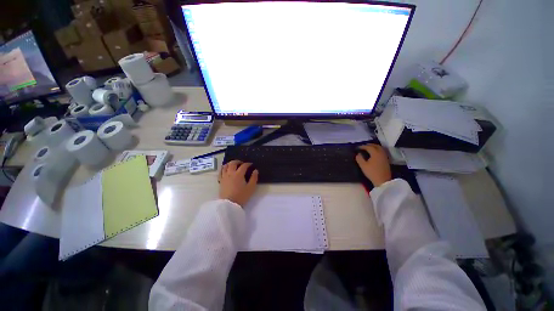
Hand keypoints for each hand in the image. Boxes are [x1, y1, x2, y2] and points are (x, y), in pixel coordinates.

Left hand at [218, 160, 258, 206]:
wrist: (229, 205)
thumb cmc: (241, 196)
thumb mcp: (251, 188)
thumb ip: (254, 178)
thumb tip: (255, 170)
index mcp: (239, 174)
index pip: (244, 166)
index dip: (248, 164)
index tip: (251, 165)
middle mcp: (230, 173)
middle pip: (233, 163)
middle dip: (238, 161)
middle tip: (242, 163)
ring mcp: (224, 177)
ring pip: (225, 166)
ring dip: (230, 164)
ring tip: (234, 165)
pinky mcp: (220, 181)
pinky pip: (221, 172)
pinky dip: (224, 169)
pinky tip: (226, 170)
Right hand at [355, 144, 391, 186]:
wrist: (383, 180)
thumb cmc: (372, 172)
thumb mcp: (363, 166)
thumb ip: (359, 158)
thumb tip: (358, 154)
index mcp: (375, 153)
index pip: (368, 147)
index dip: (362, 146)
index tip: (357, 148)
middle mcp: (381, 153)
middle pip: (375, 146)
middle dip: (369, 145)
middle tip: (363, 146)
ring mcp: (384, 156)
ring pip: (379, 148)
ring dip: (374, 147)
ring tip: (368, 149)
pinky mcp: (386, 159)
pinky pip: (381, 151)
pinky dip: (377, 150)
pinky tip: (374, 153)